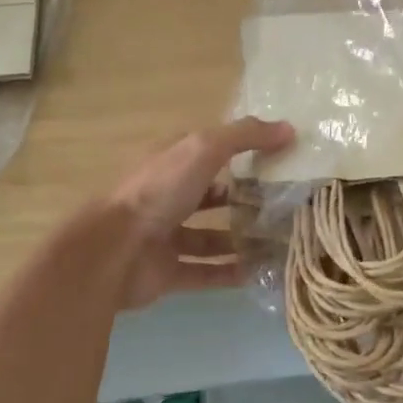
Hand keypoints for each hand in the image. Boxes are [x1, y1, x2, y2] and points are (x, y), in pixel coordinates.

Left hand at [106, 116, 292, 308]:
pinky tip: (259, 273)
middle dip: (245, 200)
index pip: (211, 151)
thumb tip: (289, 129)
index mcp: (171, 163)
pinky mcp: (166, 272)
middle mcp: (167, 196)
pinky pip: (203, 272)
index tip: (281, 158)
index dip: (243, 151)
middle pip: (211, 195)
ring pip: (209, 237)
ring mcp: (165, 236)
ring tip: (279, 242)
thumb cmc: (158, 192)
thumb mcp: (203, 150)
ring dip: (240, 239)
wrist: (113, 251)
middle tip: (286, 205)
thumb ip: (244, 136)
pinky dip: (229, 273)